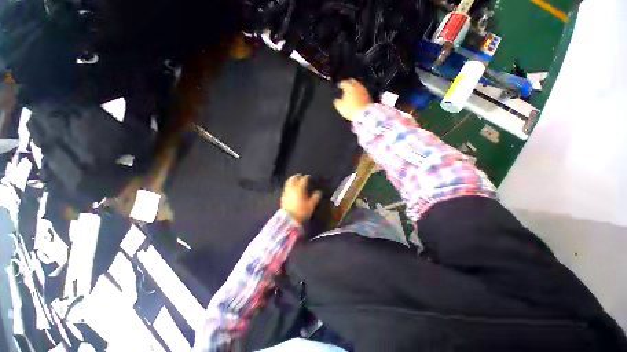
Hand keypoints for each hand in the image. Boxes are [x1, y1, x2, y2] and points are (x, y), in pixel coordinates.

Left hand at [281, 174, 321, 224]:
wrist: (289, 220)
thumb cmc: (302, 212)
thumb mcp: (311, 205)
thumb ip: (315, 198)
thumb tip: (319, 192)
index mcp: (300, 189)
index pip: (303, 180)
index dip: (306, 177)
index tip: (308, 176)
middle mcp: (292, 189)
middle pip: (294, 179)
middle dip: (297, 176)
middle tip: (300, 175)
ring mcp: (287, 192)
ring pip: (288, 183)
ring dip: (291, 179)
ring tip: (294, 179)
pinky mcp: (283, 197)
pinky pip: (286, 188)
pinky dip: (288, 186)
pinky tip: (290, 188)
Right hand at [333, 79, 372, 120]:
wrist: (364, 114)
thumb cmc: (351, 110)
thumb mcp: (340, 107)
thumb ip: (337, 102)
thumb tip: (336, 100)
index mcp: (349, 87)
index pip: (343, 82)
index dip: (340, 84)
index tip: (339, 86)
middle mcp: (357, 86)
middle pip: (352, 81)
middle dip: (348, 83)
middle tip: (346, 86)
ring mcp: (364, 90)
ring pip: (358, 86)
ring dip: (354, 88)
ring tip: (352, 92)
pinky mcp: (368, 95)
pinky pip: (362, 91)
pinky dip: (359, 93)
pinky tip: (357, 97)